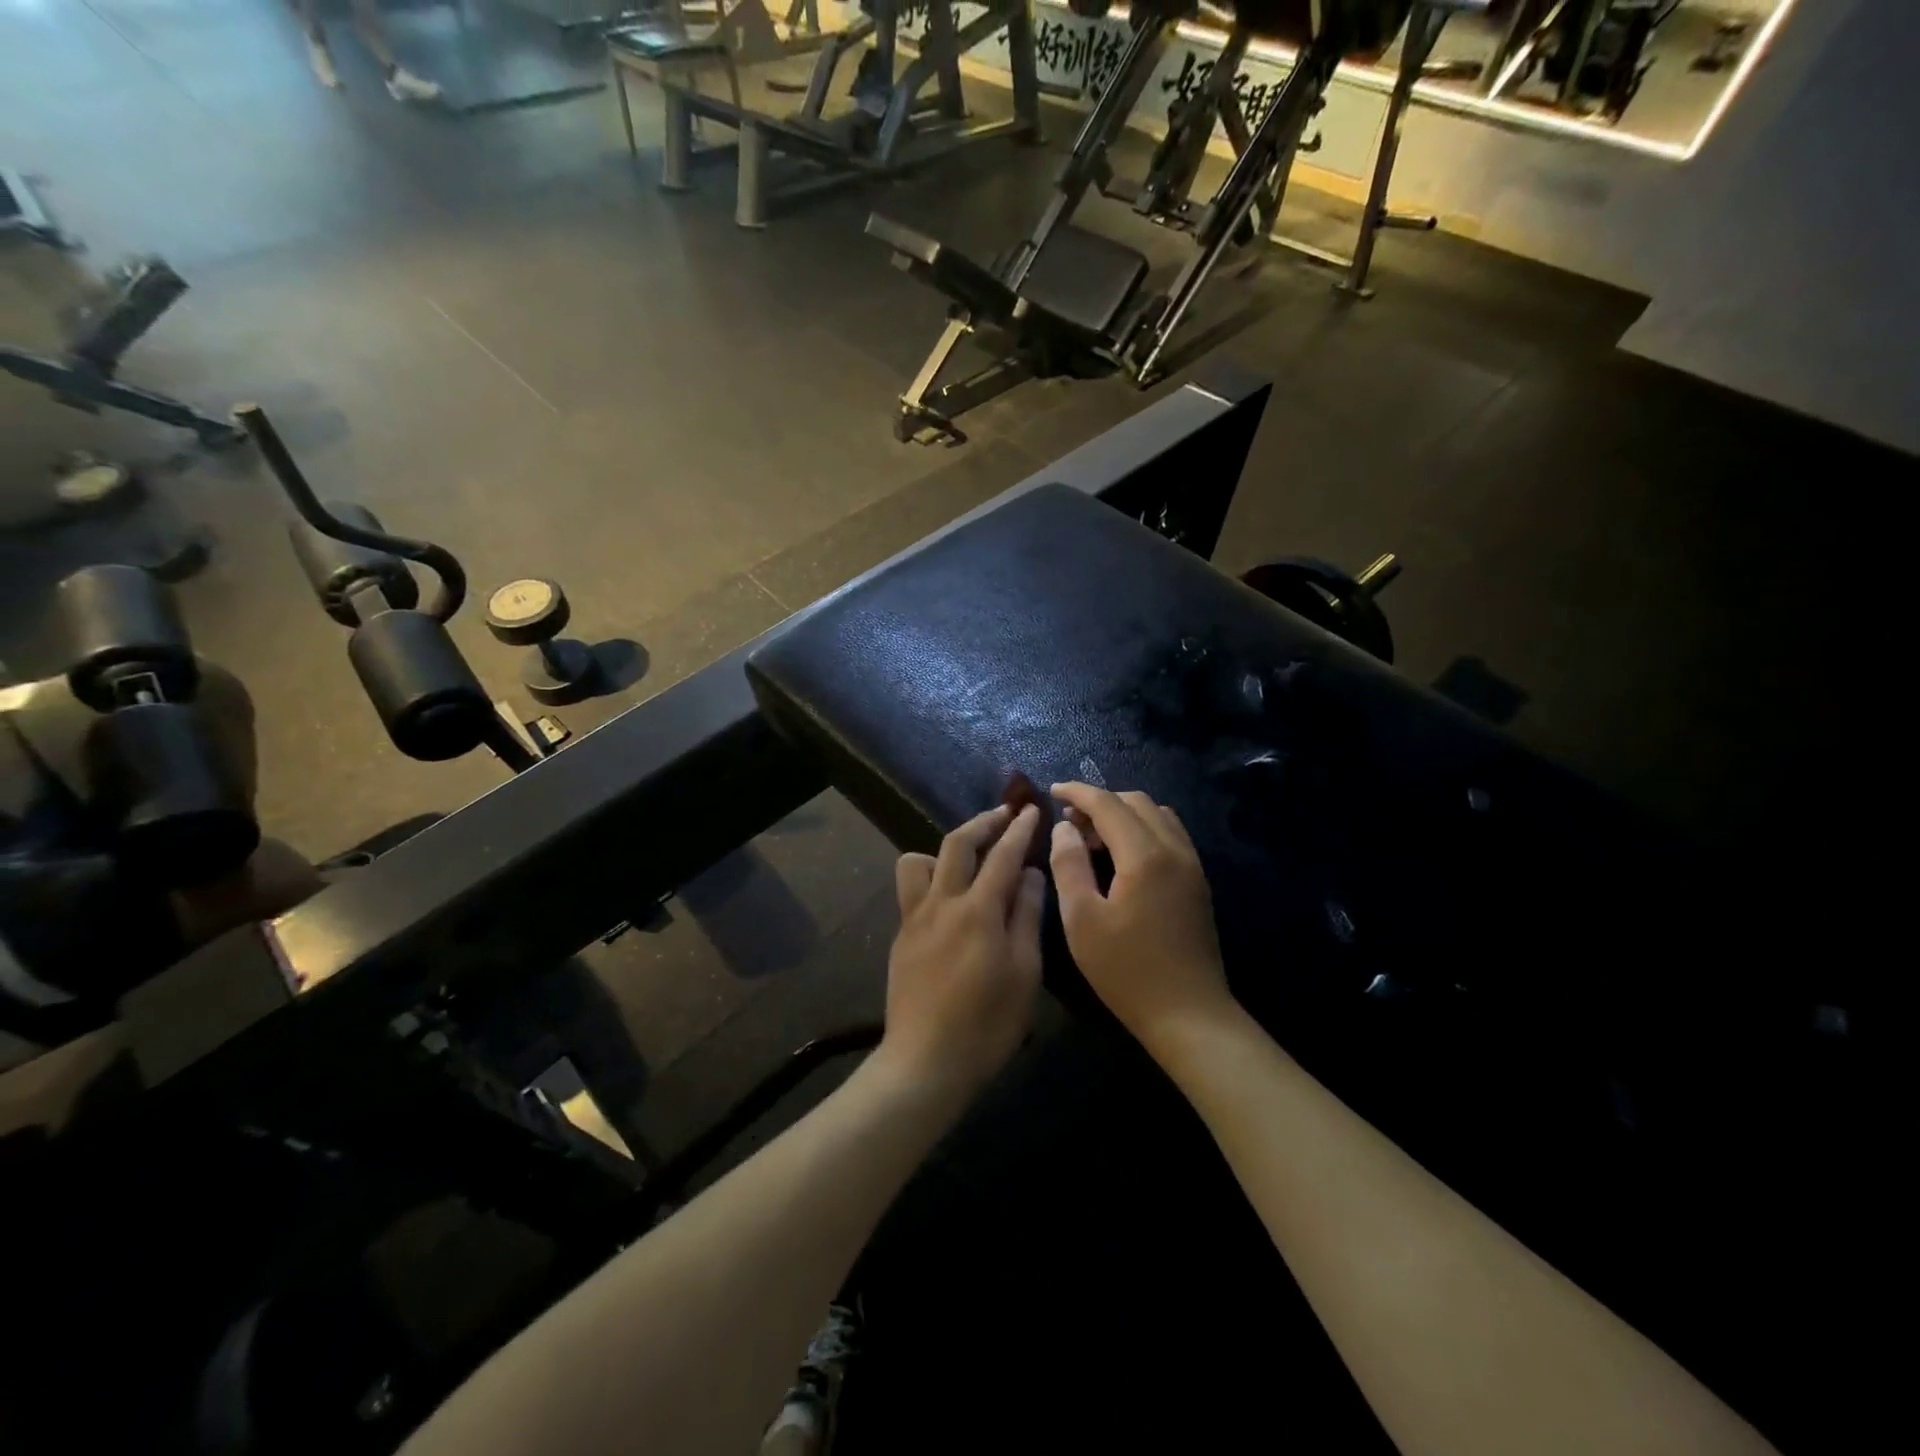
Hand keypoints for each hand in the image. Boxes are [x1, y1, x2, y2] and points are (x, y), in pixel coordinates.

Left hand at [879, 804, 1046, 1097]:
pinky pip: (912, 889)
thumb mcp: (1024, 971)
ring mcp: (915, 917)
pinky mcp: (901, 935)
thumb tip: (1030, 874)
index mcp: (978, 910)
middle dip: (983, 822)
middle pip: (957, 843)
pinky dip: (932, 877)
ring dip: (945, 848)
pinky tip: (950, 899)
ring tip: (968, 859)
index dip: (1019, 829)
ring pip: (919, 860)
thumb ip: (1026, 915)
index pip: (1003, 855)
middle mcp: (942, 902)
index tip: (1031, 810)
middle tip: (1004, 814)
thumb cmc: (988, 1022)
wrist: (926, 1061)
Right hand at [1049, 783, 1231, 1050]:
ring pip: (1157, 815)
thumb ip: (1069, 865)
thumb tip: (1064, 828)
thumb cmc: (1126, 971)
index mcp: (1145, 855)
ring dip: (1123, 814)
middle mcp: (1174, 849)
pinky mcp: (1198, 882)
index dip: (1078, 793)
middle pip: (1136, 802)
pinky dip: (1143, 830)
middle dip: (1100, 802)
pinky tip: (1123, 858)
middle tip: (1069, 823)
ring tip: (1094, 839)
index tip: (1052, 791)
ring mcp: (1192, 865)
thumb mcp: (1082, 920)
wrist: (1189, 1014)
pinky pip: (1170, 835)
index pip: (1108, 804)